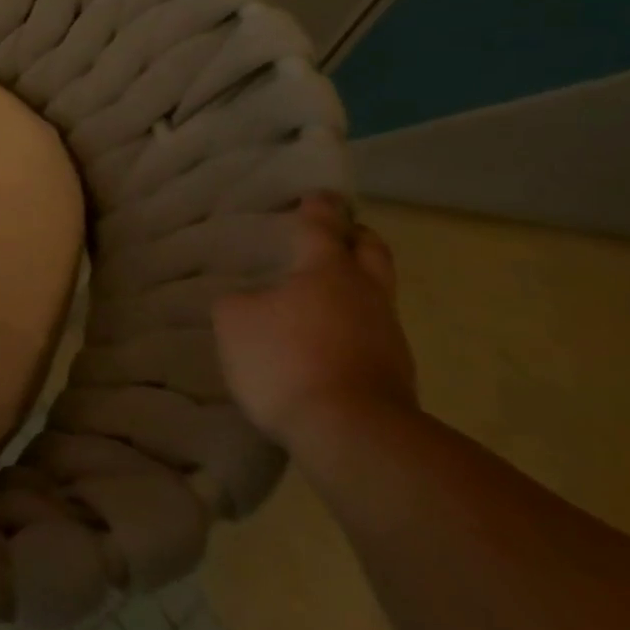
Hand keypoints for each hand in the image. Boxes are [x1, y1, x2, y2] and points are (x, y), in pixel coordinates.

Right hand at [213, 196, 418, 450]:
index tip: (319, 194)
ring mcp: (388, 337)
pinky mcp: (394, 375)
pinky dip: (351, 326)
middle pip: (372, 252)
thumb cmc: (287, 359)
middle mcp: (366, 295)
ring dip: (355, 287)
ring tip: (321, 294)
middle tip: (338, 233)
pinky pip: (371, 334)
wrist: (353, 435)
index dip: (319, 207)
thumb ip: (238, 302)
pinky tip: (325, 339)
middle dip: (356, 238)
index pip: (324, 226)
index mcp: (328, 271)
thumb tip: (251, 302)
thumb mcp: (235, 322)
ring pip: (376, 295)